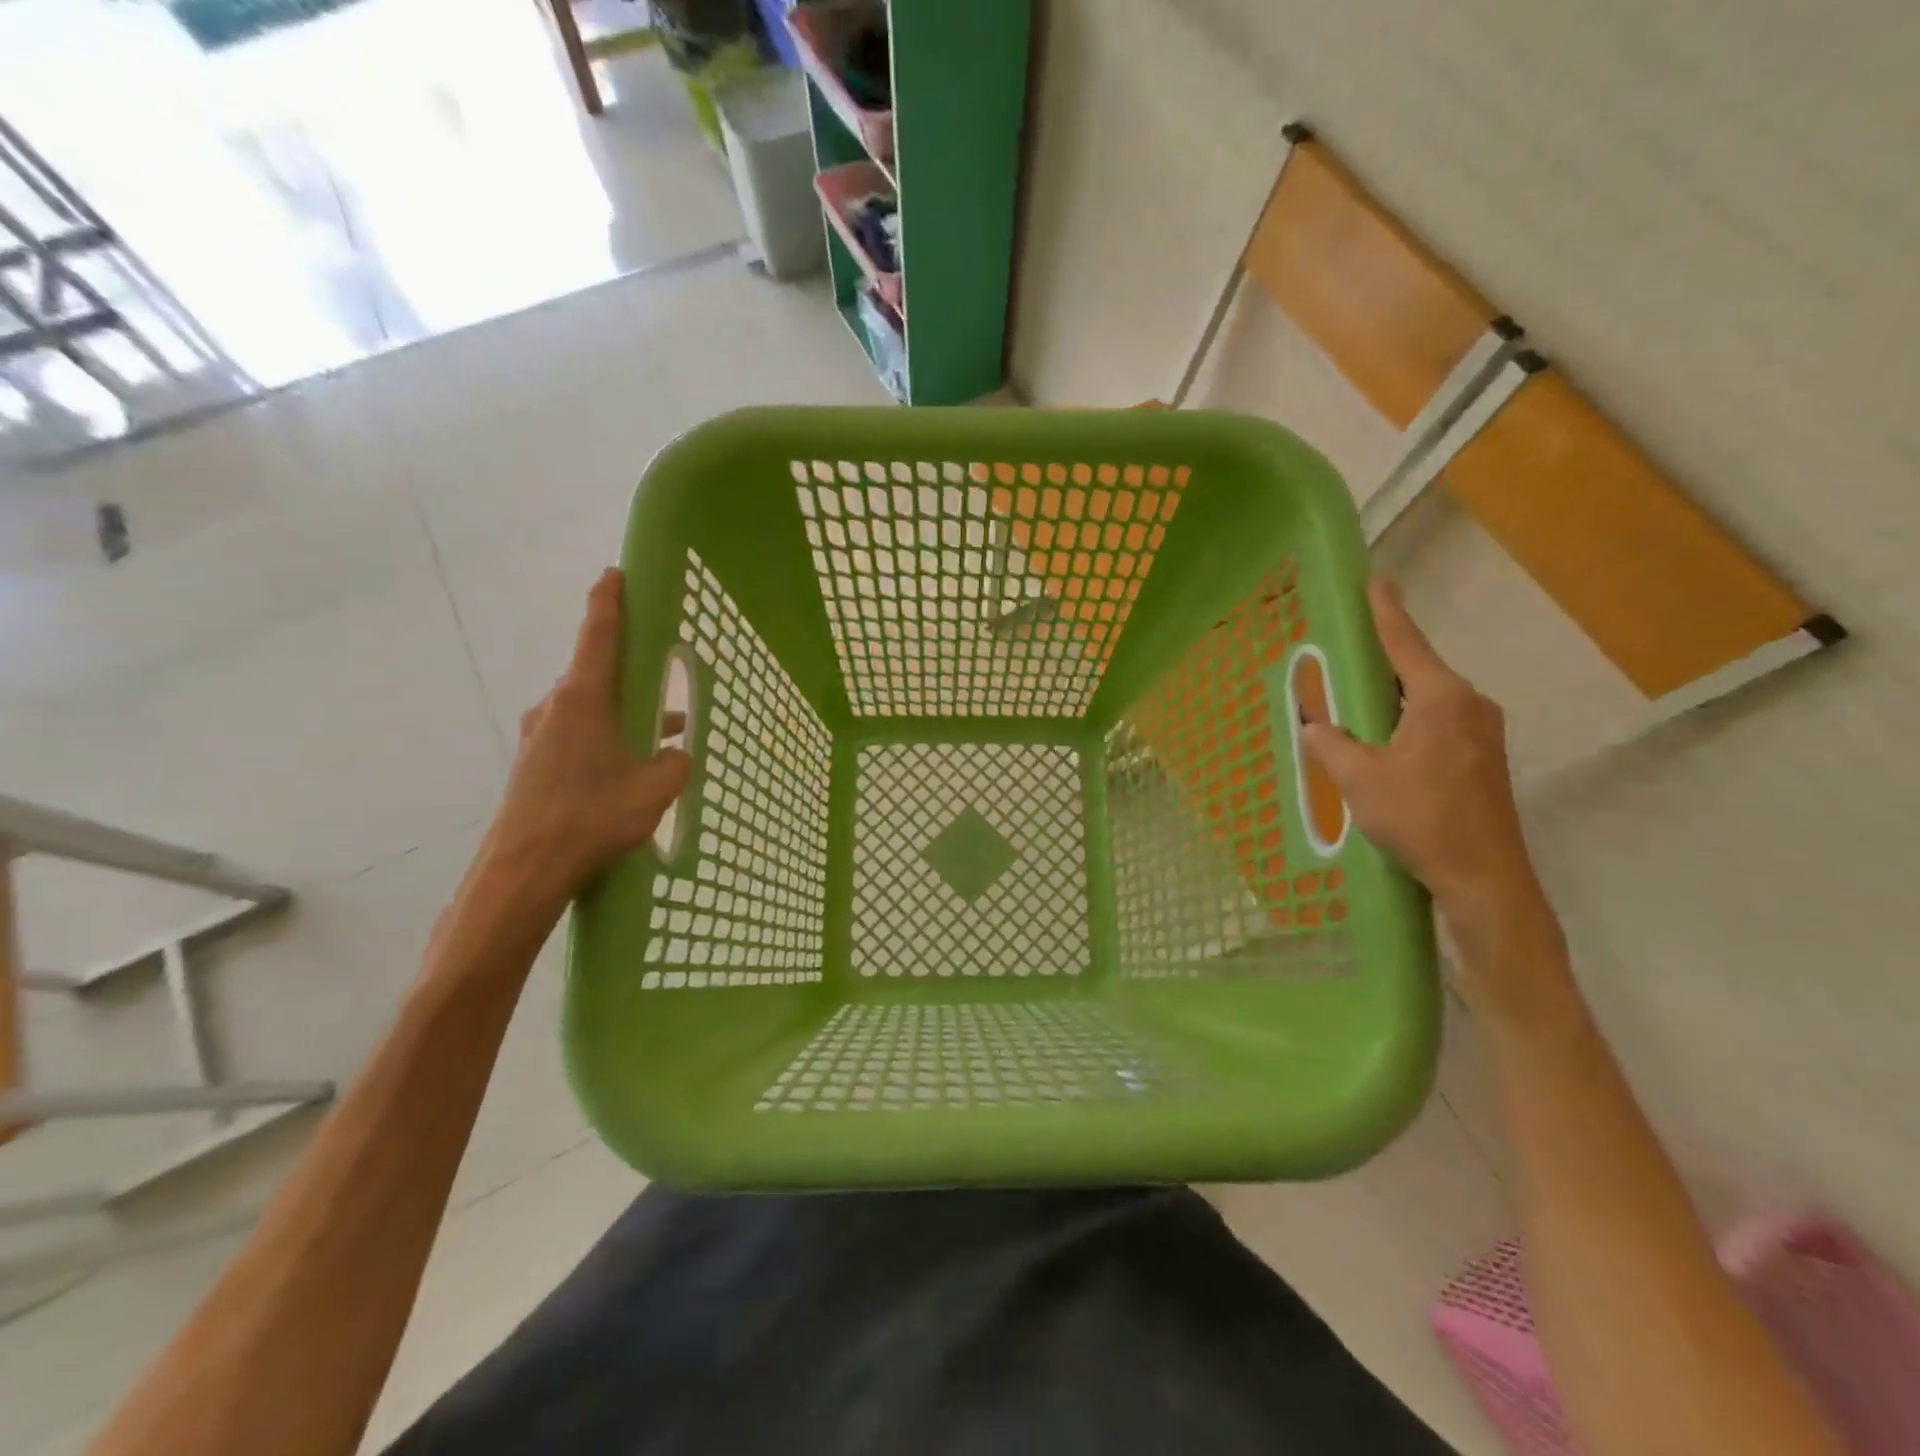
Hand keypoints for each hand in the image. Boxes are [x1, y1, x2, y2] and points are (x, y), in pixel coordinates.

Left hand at [489, 569, 690, 902]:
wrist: (524, 870)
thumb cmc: (591, 817)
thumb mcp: (656, 788)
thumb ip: (676, 762)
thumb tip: (676, 754)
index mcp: (584, 699)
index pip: (599, 635)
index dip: (610, 601)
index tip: (615, 574)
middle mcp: (556, 708)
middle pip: (598, 674)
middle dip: (632, 673)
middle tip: (663, 671)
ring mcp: (541, 736)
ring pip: (592, 711)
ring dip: (626, 715)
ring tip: (665, 733)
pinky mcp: (536, 764)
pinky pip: (580, 736)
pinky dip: (609, 739)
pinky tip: (632, 767)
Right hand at [1301, 580, 1563, 1008]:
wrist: (1484, 878)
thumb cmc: (1420, 819)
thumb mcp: (1359, 779)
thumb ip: (1330, 744)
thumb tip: (1314, 725)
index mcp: (1440, 699)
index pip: (1404, 643)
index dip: (1385, 611)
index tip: (1376, 580)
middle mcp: (1468, 705)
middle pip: (1416, 670)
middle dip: (1379, 661)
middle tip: (1344, 655)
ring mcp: (1482, 732)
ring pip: (1426, 700)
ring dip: (1390, 698)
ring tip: (1353, 704)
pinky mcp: (1483, 758)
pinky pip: (1436, 722)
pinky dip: (1405, 721)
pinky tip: (1381, 741)